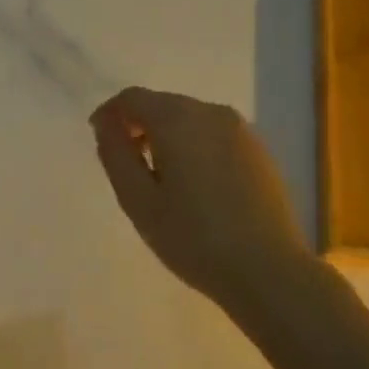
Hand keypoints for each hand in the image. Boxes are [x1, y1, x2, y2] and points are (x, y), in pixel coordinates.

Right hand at [91, 88, 314, 312]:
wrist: (268, 270)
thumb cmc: (193, 238)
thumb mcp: (138, 201)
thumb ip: (115, 154)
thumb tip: (106, 123)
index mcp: (177, 119)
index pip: (132, 98)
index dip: (110, 114)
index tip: (100, 140)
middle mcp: (211, 112)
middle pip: (163, 104)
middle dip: (139, 126)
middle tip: (128, 166)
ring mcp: (240, 129)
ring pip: (190, 119)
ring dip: (168, 137)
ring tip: (161, 180)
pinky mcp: (259, 150)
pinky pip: (214, 135)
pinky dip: (195, 147)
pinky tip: (196, 186)